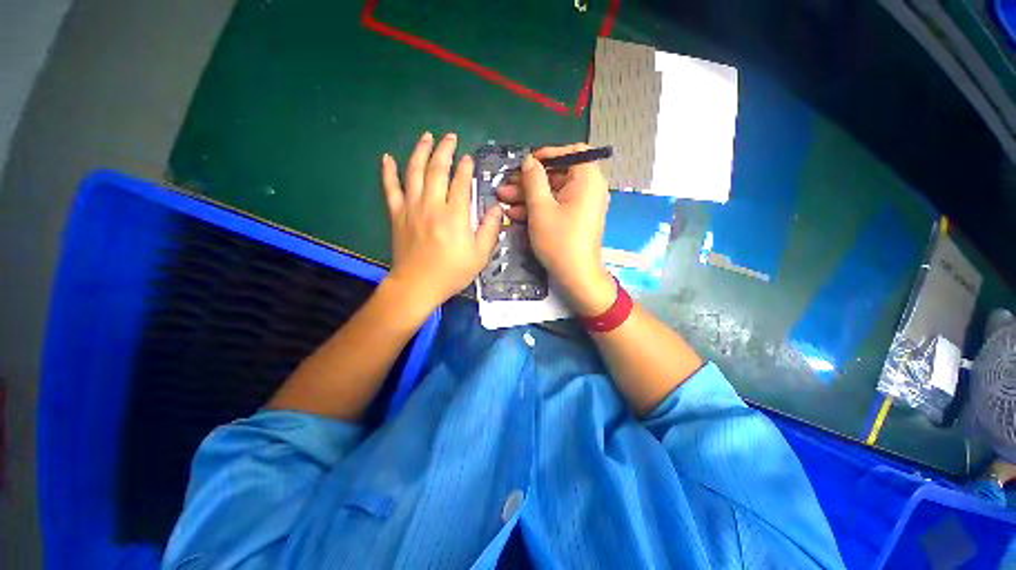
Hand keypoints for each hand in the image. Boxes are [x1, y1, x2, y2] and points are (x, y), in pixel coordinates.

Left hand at [381, 132, 502, 314]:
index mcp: (455, 215)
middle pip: (437, 169)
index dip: (466, 167)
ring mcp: (411, 207)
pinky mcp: (397, 215)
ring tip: (427, 137)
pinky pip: (390, 188)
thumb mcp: (480, 255)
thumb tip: (496, 207)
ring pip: (414, 172)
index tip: (469, 158)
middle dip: (445, 150)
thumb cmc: (452, 272)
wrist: (417, 285)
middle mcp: (432, 205)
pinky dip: (388, 172)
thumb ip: (490, 229)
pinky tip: (387, 157)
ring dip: (421, 151)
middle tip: (450, 137)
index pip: (461, 182)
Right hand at [496, 143, 615, 315]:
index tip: (525, 163)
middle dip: (529, 181)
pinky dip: (539, 208)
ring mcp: (583, 205)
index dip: (546, 155)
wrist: (576, 276)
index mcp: (587, 179)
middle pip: (557, 175)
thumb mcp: (541, 209)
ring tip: (504, 199)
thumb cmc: (560, 241)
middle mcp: (590, 188)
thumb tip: (529, 161)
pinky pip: (557, 206)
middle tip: (506, 185)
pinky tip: (515, 213)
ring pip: (553, 192)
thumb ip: (533, 180)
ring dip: (528, 195)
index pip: (570, 153)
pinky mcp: (576, 218)